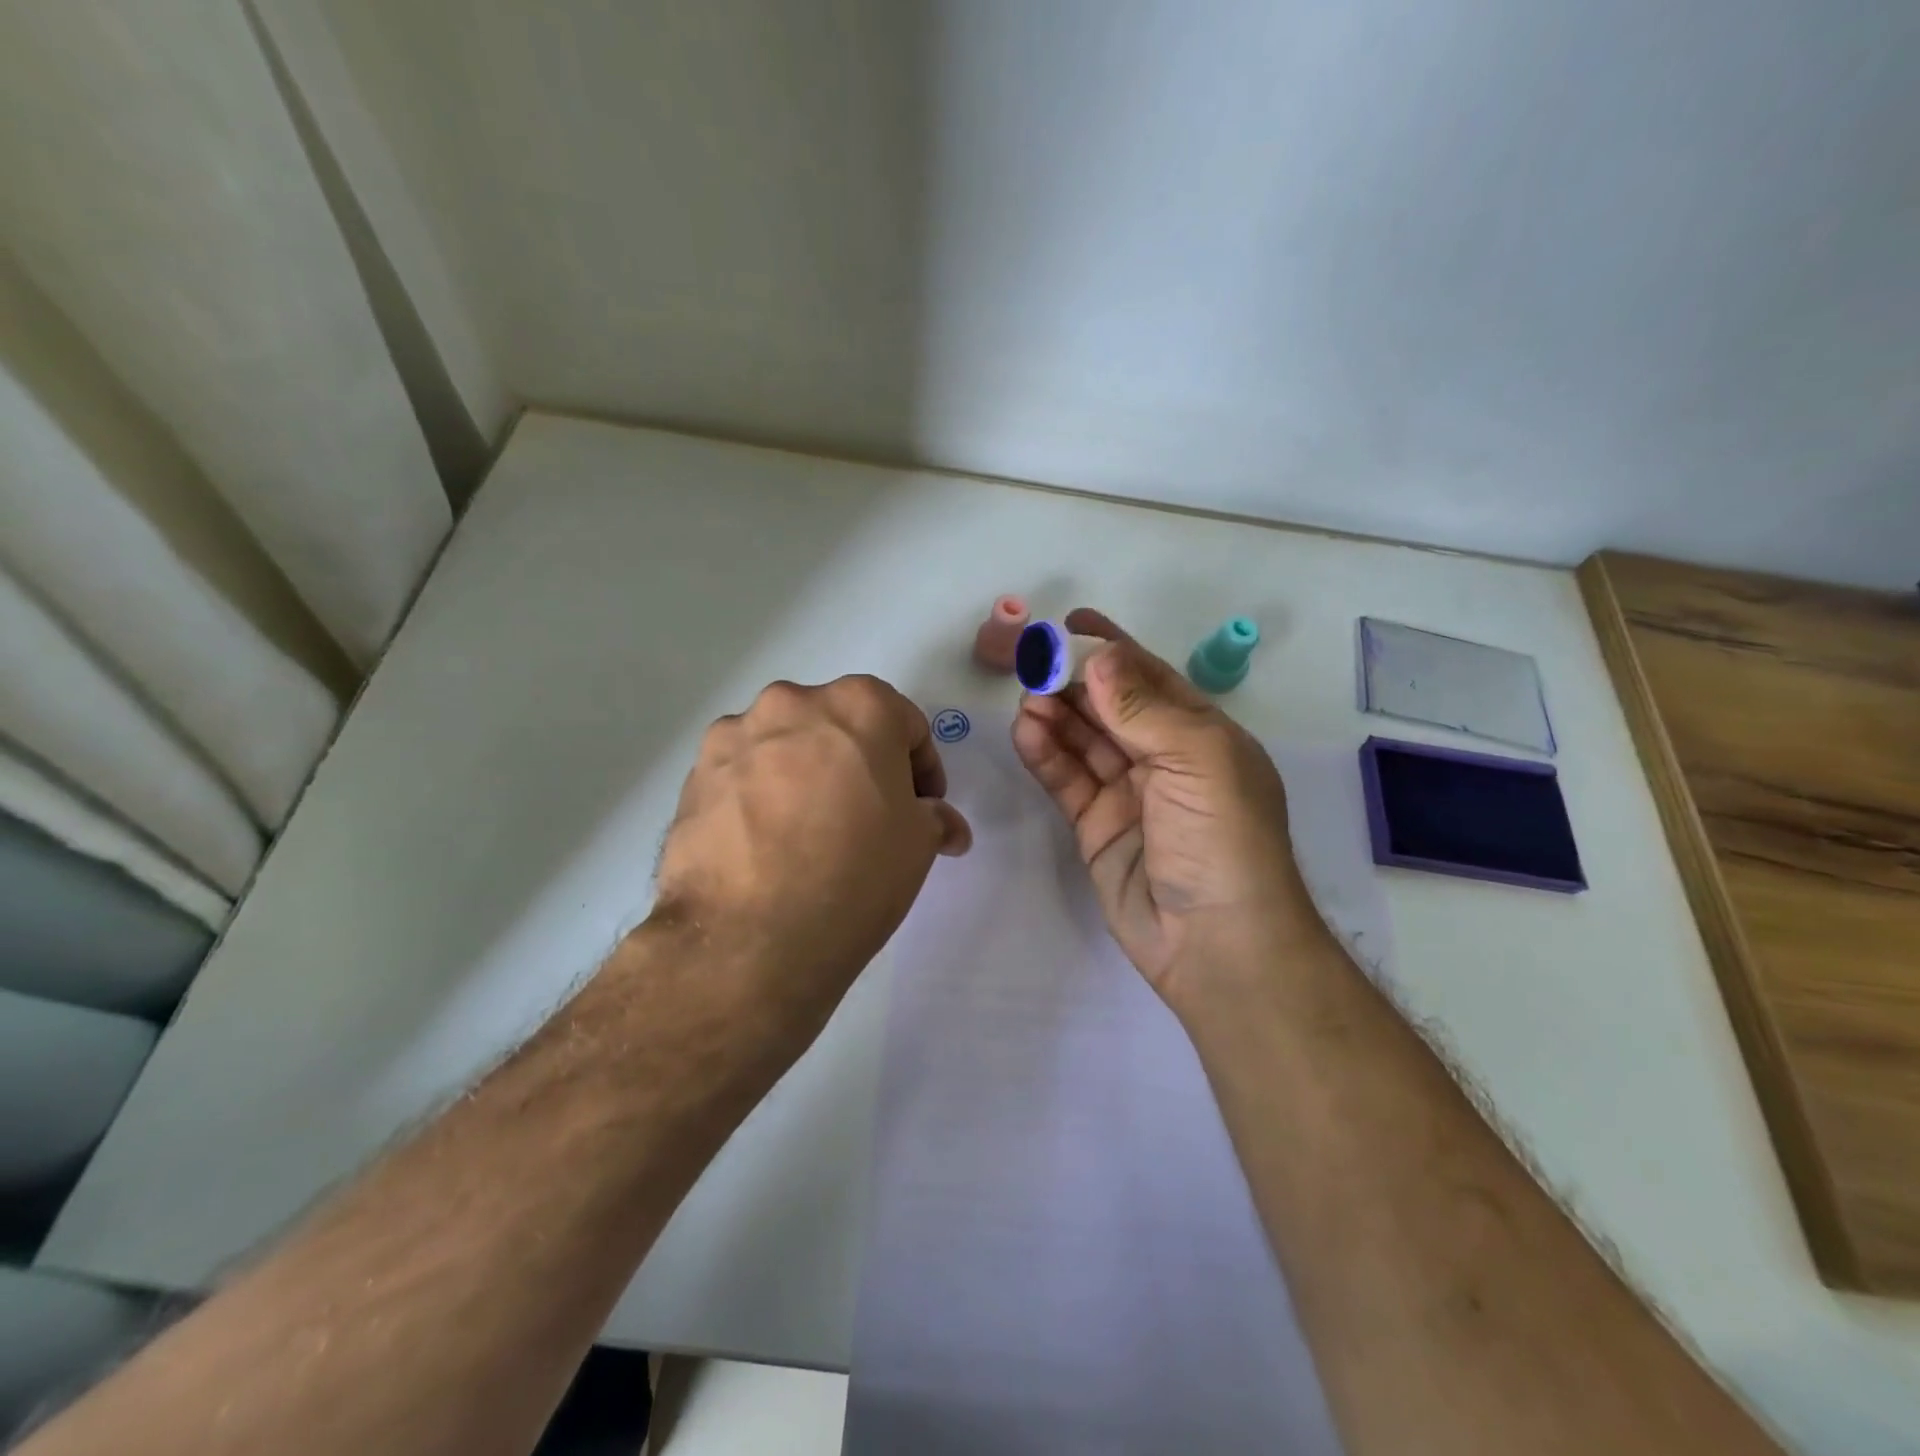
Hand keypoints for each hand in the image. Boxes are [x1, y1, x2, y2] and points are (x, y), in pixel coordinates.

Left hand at [651, 676, 970, 1029]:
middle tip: (867, 817)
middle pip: (840, 726)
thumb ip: (934, 818)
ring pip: (786, 746)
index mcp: (859, 705)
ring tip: (807, 833)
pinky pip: (743, 774)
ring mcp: (735, 735)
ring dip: (805, 775)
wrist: (750, 938)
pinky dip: (760, 796)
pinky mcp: (695, 774)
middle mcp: (792, 702)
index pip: (906, 725)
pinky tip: (765, 845)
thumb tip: (941, 823)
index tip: (920, 809)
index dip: (922, 770)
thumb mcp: (918, 846)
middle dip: (860, 765)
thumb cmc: (855, 874)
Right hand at [1012, 609, 1322, 1012]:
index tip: (1070, 623)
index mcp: (1201, 735)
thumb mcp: (1197, 760)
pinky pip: (1066, 781)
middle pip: (1111, 706)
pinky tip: (1026, 732)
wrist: (1216, 943)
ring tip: (1027, 697)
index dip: (1113, 648)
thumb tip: (1098, 656)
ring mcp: (1128, 794)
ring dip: (1056, 715)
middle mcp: (1164, 759)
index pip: (1150, 678)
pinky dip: (1046, 755)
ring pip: (1084, 741)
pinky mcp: (1096, 827)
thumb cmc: (1223, 839)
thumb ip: (1143, 709)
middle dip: (1074, 681)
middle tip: (1033, 661)